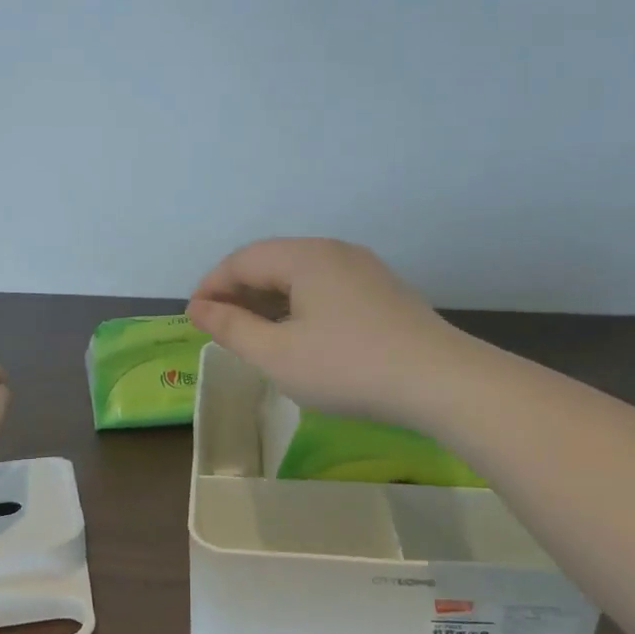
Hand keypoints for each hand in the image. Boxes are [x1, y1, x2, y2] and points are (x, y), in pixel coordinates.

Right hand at [188, 239, 463, 424]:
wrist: (441, 382)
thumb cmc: (348, 367)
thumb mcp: (278, 354)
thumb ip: (232, 328)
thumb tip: (198, 308)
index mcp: (305, 256)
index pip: (242, 260)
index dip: (211, 287)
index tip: (193, 319)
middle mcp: (334, 251)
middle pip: (272, 262)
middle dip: (239, 293)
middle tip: (219, 329)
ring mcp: (363, 270)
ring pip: (300, 276)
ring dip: (269, 300)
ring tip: (254, 335)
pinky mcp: (382, 292)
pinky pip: (325, 288)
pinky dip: (299, 306)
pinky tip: (298, 336)